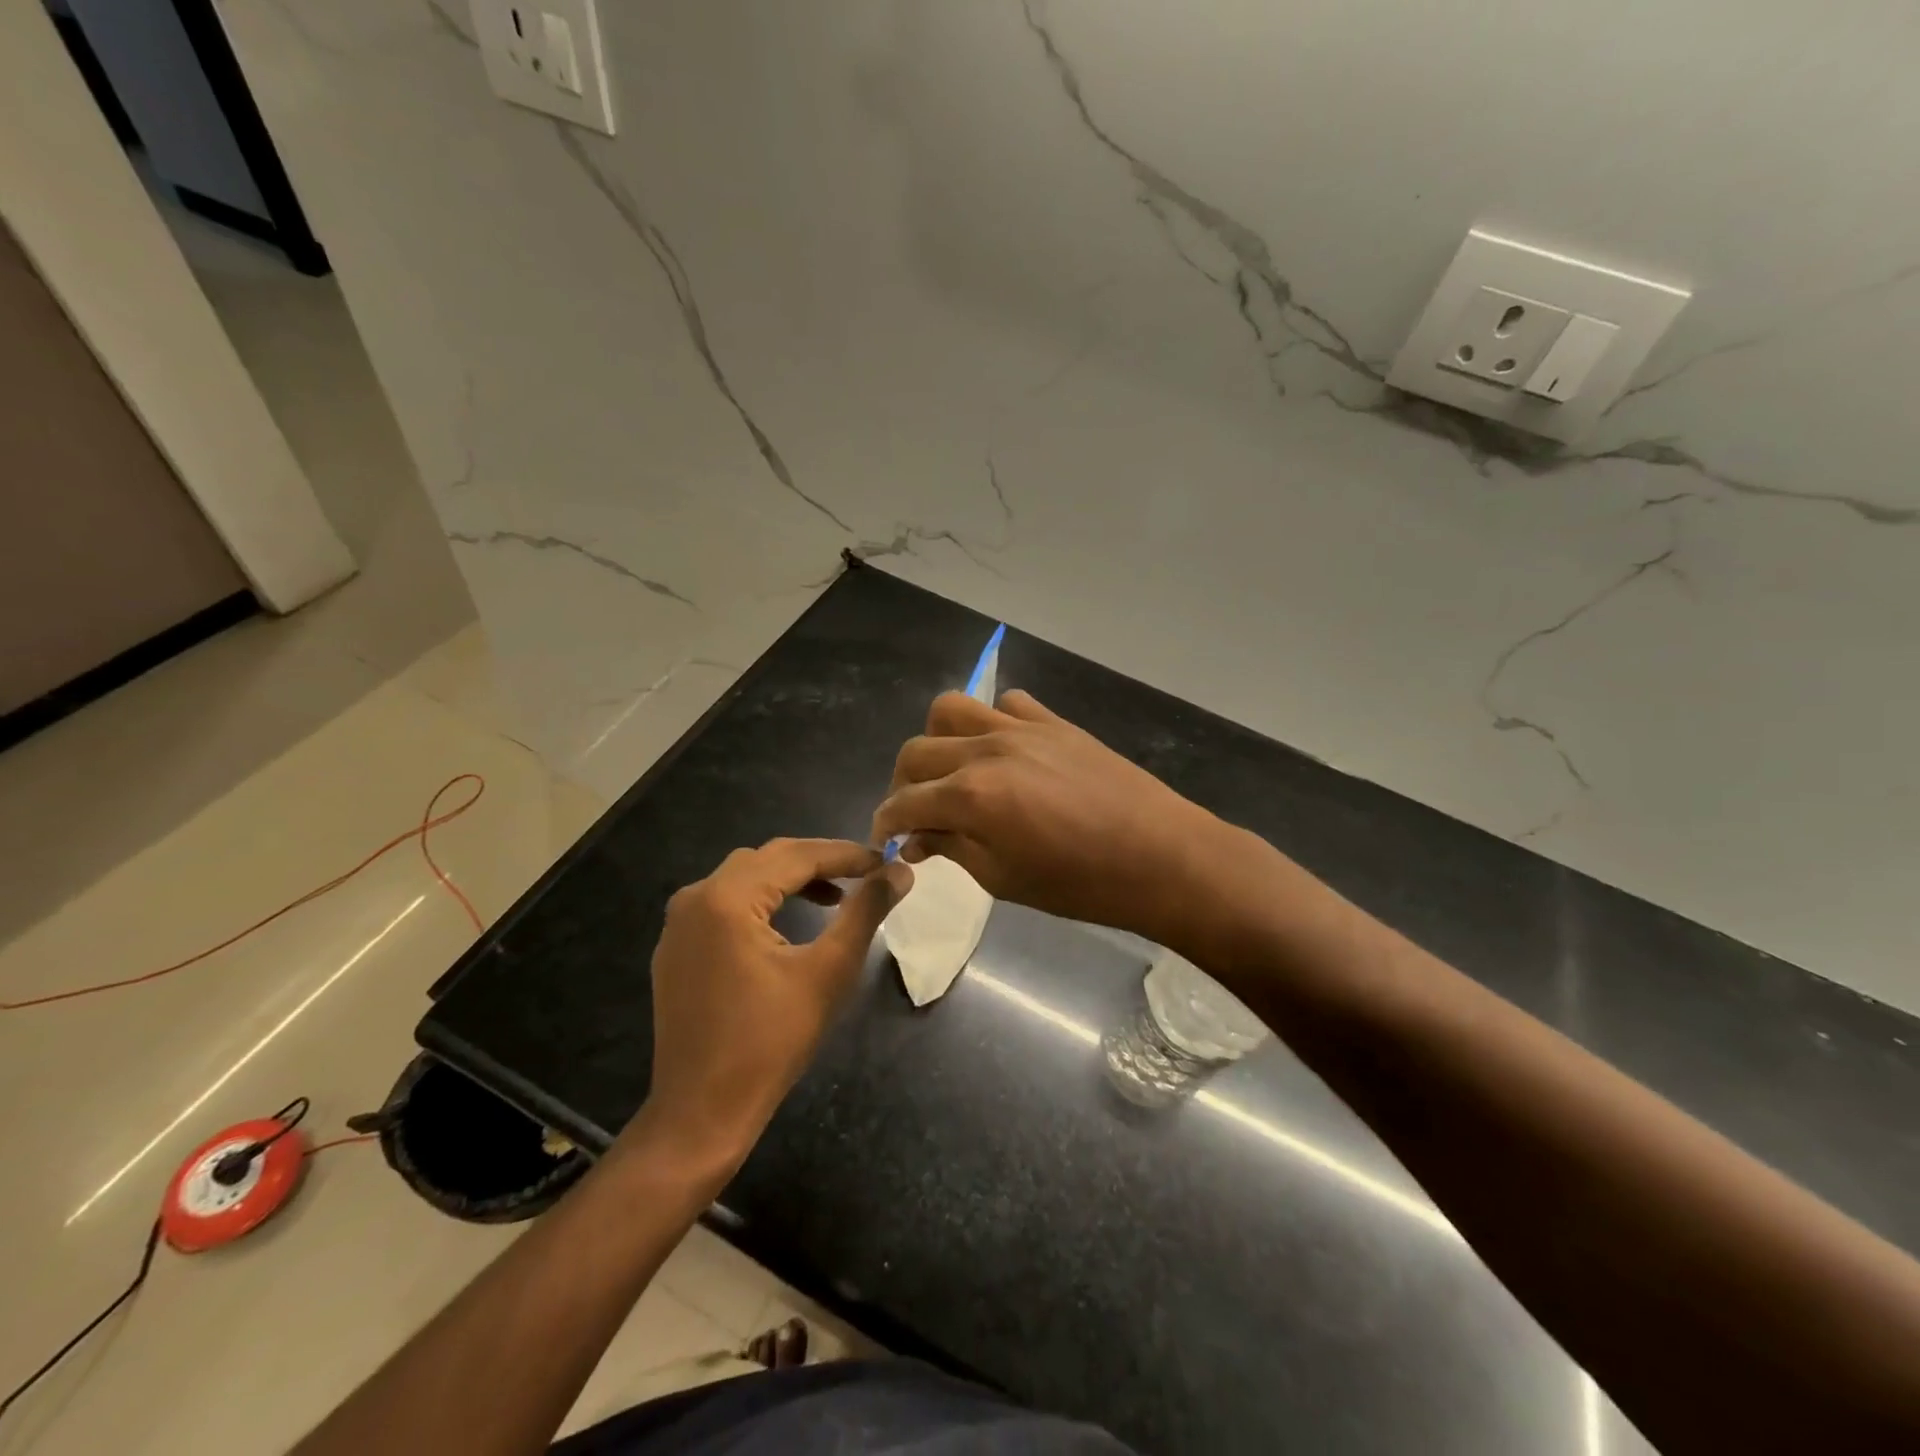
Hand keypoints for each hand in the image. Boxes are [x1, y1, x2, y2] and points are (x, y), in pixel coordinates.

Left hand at [628, 839, 908, 1173]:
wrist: (702, 1113)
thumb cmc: (772, 1042)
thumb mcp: (830, 971)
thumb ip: (866, 911)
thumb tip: (900, 871)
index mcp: (727, 898)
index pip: (797, 856)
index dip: (846, 855)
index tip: (886, 862)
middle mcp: (695, 898)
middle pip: (768, 859)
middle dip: (819, 863)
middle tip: (864, 876)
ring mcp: (679, 924)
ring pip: (744, 878)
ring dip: (790, 880)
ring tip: (835, 898)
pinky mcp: (676, 948)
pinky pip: (724, 904)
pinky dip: (761, 901)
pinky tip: (788, 923)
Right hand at [871, 691, 1235, 951]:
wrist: (1160, 856)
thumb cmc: (1080, 883)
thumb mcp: (1003, 879)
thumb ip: (952, 848)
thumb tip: (916, 838)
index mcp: (971, 795)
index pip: (904, 802)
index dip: (886, 822)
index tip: (885, 839)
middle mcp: (987, 749)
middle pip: (917, 750)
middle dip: (903, 784)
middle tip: (915, 813)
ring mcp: (1022, 728)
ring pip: (952, 709)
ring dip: (938, 739)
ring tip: (951, 771)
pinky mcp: (1054, 721)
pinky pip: (1007, 704)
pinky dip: (991, 722)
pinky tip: (1003, 753)